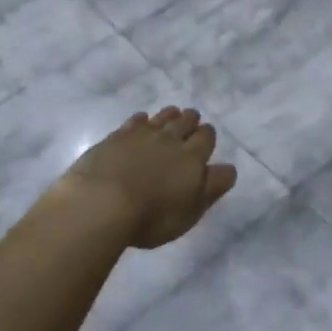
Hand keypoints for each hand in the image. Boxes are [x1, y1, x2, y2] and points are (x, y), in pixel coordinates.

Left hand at [60, 107, 237, 249]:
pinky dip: (142, 120)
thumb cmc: (152, 216)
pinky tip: (141, 122)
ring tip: (172, 114)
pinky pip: (135, 120)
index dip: (207, 135)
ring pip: (162, 117)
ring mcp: (142, 135)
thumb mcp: (191, 211)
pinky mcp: (117, 136)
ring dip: (169, 115)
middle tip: (191, 120)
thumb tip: (228, 169)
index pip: (206, 138)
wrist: (103, 201)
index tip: (206, 136)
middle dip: (191, 120)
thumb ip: (211, 188)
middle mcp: (170, 140)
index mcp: (192, 158)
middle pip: (185, 122)